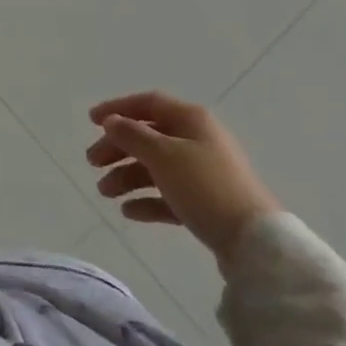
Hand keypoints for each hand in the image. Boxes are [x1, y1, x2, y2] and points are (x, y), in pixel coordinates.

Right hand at [85, 91, 280, 269]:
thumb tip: (112, 121)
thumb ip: (132, 135)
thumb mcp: (162, 155)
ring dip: (127, 176)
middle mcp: (197, 140)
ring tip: (105, 193)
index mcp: (191, 119)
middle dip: (117, 148)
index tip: (91, 121)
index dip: (118, 108)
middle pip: (148, 136)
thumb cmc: (204, 186)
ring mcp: (203, 173)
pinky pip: (169, 195)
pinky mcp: (207, 204)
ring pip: (156, 168)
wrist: (255, 242)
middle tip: (92, 162)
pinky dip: (147, 200)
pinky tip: (129, 212)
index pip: (148, 103)